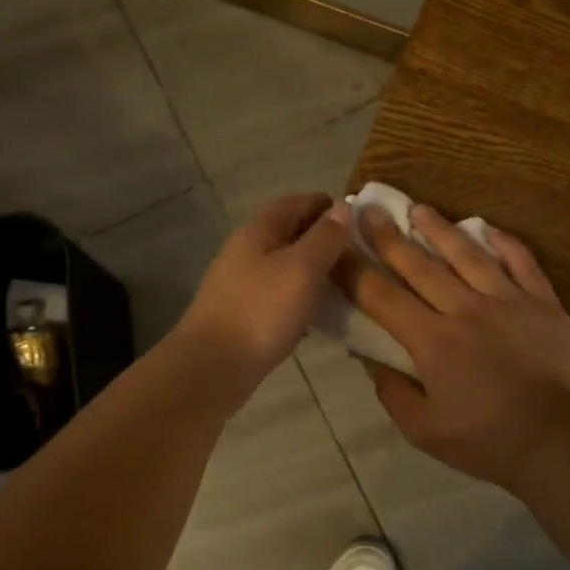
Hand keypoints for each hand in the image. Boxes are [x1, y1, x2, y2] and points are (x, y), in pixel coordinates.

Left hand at [174, 193, 353, 387]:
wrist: (212, 367)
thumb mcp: (301, 268)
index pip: (294, 203)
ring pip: (284, 266)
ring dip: (313, 269)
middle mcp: (247, 252)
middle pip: (288, 233)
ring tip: (346, 281)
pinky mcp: (244, 314)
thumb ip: (325, 237)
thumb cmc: (260, 311)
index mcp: (258, 231)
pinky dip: (301, 296)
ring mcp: (242, 284)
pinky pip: (279, 294)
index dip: (325, 204)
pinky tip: (319, 312)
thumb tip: (343, 207)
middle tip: (358, 252)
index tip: (356, 215)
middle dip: (322, 237)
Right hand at [338, 205, 569, 491]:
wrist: (557, 441)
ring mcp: (507, 301)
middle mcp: (464, 309)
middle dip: (388, 236)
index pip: (381, 296)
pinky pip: (522, 262)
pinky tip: (487, 227)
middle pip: (419, 265)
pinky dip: (505, 242)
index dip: (353, 270)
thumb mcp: (423, 429)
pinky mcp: (543, 303)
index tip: (334, 247)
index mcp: (432, 340)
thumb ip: (392, 391)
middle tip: (368, 209)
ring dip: (439, 230)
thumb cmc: (485, 440)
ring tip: (419, 208)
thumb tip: (370, 358)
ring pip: (467, 255)